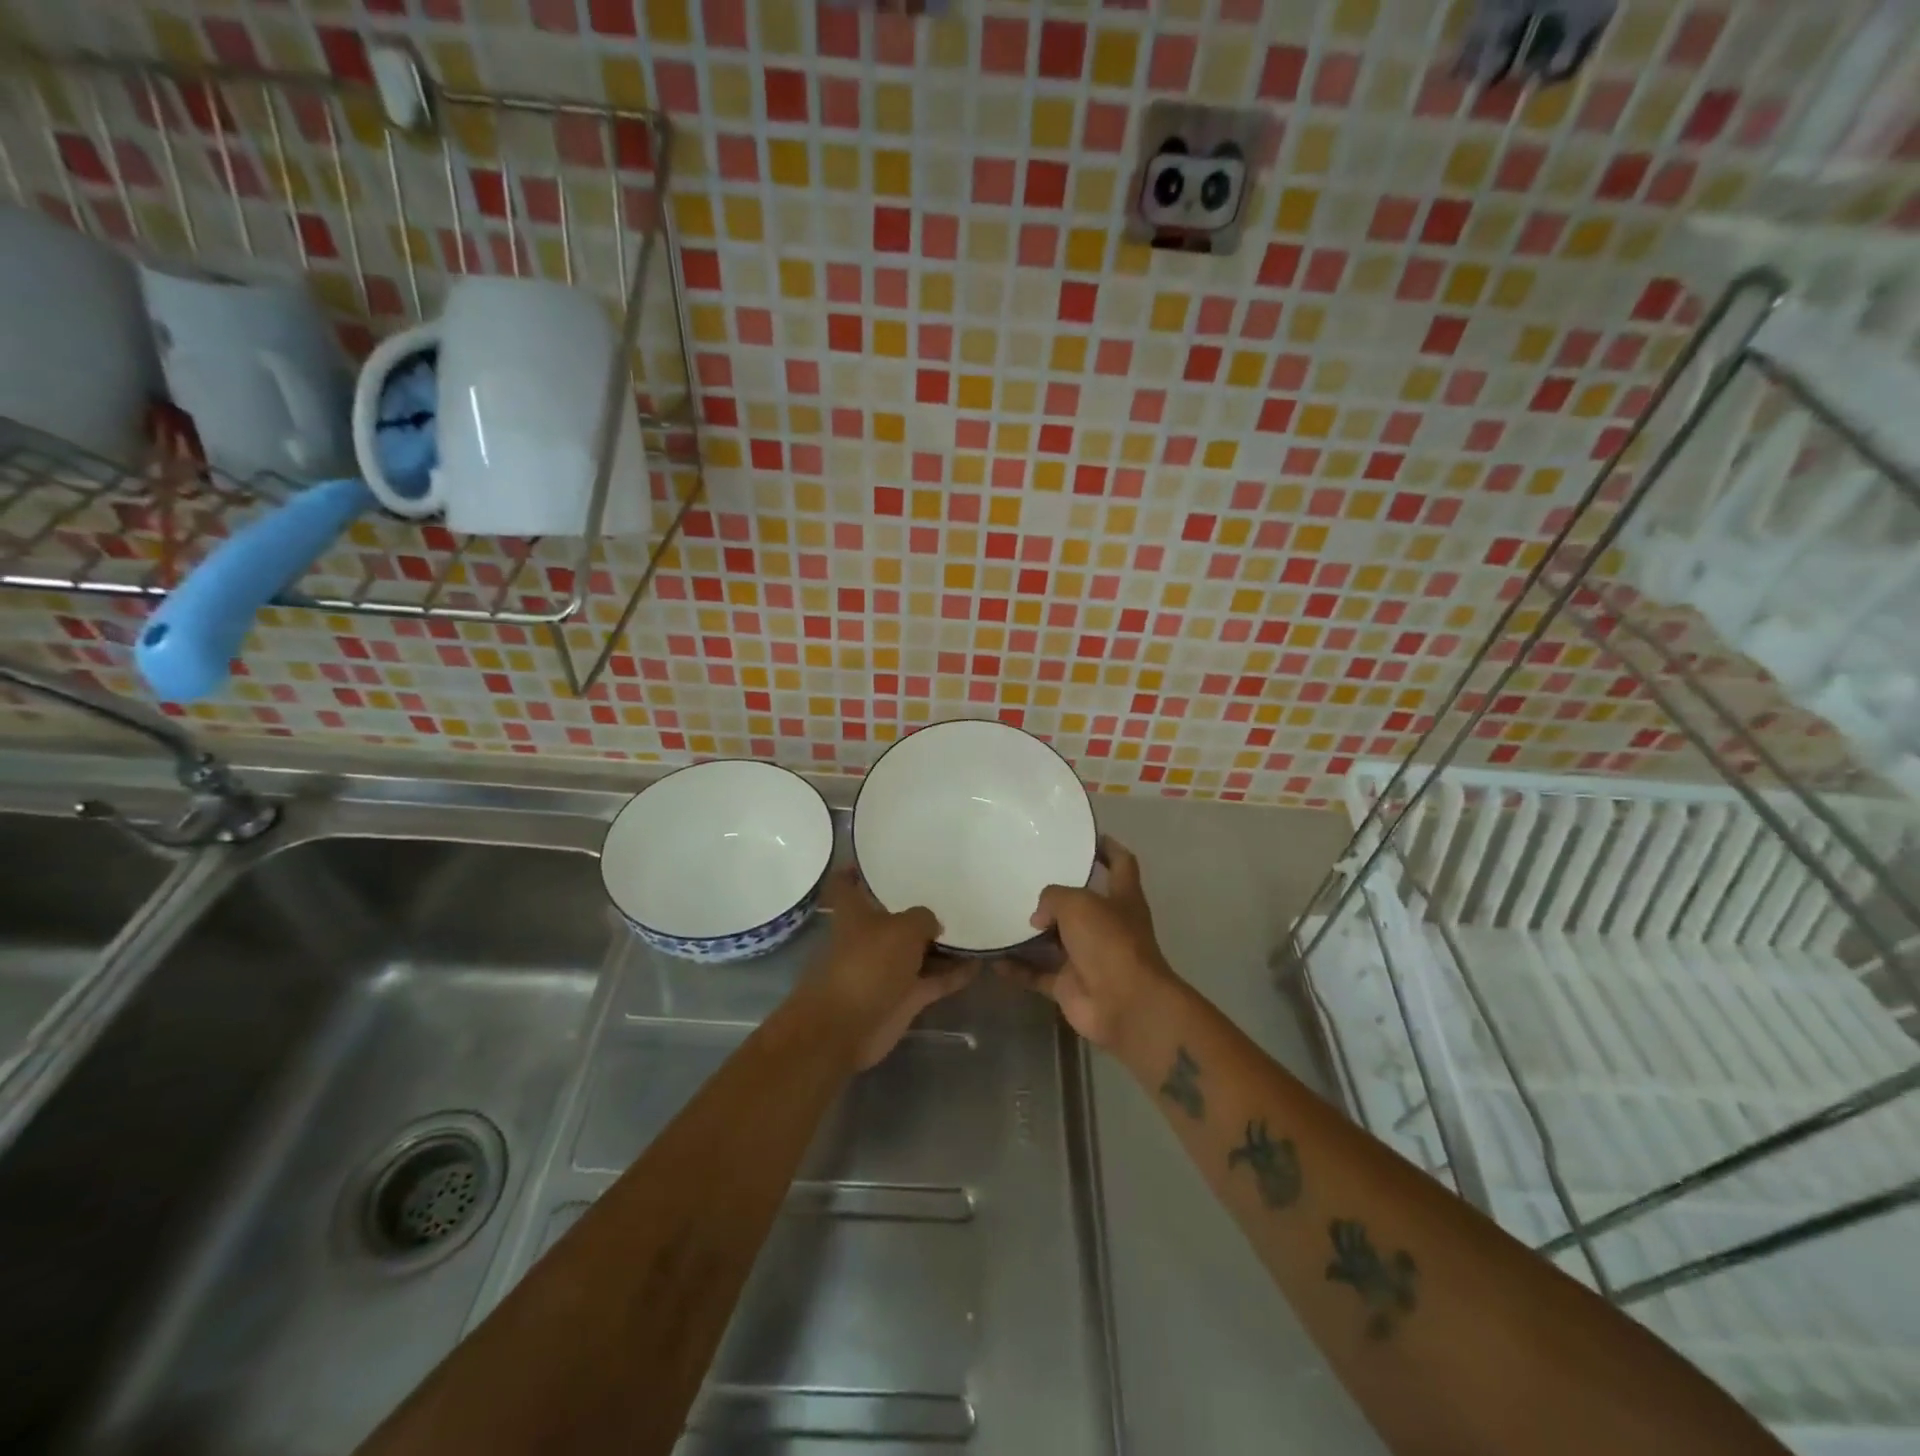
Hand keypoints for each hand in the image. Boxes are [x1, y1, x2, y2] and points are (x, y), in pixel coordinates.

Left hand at [806, 868, 975, 1069]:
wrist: (849, 1026)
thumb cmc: (868, 963)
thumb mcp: (903, 928)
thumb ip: (923, 918)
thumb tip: (933, 925)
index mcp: (855, 913)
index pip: (846, 884)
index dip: (855, 869)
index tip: (875, 857)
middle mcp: (869, 937)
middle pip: (891, 916)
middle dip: (915, 906)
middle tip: (948, 888)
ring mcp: (887, 968)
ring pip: (917, 950)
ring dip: (941, 943)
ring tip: (974, 923)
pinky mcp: (904, 996)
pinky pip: (934, 979)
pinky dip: (954, 973)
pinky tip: (980, 962)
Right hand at [1006, 836, 1178, 1051]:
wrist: (1124, 1005)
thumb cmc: (1109, 941)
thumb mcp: (1078, 903)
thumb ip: (1053, 898)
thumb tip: (1039, 918)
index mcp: (1122, 898)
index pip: (1121, 864)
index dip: (1108, 849)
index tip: (1088, 837)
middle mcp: (1106, 925)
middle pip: (1080, 903)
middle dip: (1056, 893)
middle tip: (1023, 876)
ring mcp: (1088, 957)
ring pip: (1054, 940)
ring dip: (1031, 932)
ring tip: (1000, 913)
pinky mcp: (1069, 985)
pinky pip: (1037, 973)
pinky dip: (1017, 968)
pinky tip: (991, 959)